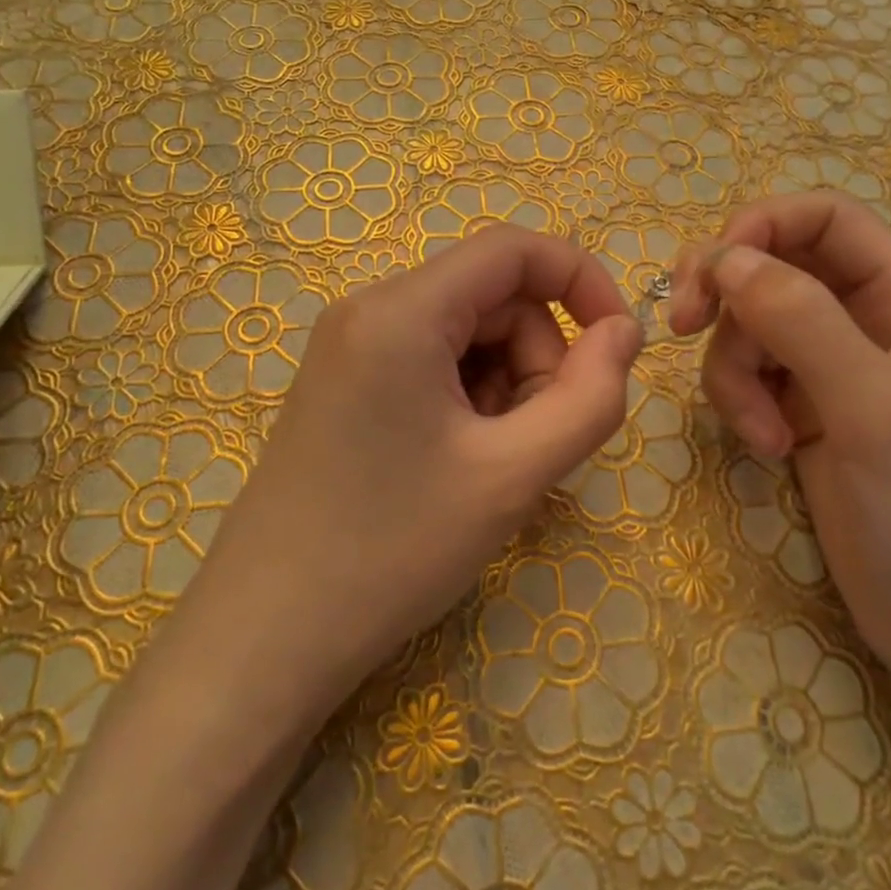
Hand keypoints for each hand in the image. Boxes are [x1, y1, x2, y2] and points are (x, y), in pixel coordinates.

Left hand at [192, 224, 641, 705]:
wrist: (266, 639)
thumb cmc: (392, 550)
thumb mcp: (513, 475)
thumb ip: (589, 397)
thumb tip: (625, 332)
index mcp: (402, 311)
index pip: (514, 249)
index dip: (581, 281)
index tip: (620, 345)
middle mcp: (369, 310)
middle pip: (493, 299)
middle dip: (538, 360)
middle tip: (536, 444)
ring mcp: (350, 348)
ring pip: (468, 336)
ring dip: (506, 388)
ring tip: (492, 466)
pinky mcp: (345, 385)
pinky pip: (433, 364)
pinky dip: (470, 402)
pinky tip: (458, 466)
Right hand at [669, 190, 890, 706]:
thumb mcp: (876, 409)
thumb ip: (803, 322)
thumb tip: (724, 257)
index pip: (826, 220)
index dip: (761, 227)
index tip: (710, 274)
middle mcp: (868, 322)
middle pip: (772, 268)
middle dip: (727, 299)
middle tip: (682, 328)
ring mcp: (833, 370)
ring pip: (749, 328)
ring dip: (734, 372)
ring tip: (761, 436)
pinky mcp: (804, 414)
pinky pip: (748, 377)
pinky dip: (741, 405)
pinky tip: (767, 451)